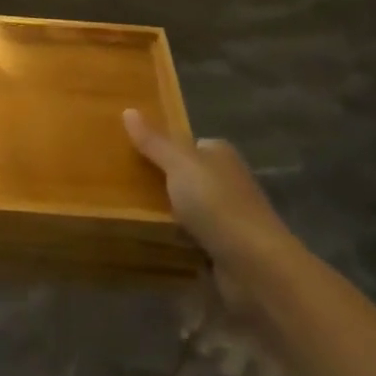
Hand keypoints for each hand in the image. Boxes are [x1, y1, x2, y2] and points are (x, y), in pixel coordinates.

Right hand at [123, 109, 300, 299]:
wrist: (256, 265)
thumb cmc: (217, 205)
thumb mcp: (179, 165)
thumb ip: (154, 142)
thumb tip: (128, 109)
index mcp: (220, 154)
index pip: (186, 144)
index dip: (160, 147)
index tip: (128, 153)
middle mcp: (227, 181)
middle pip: (185, 175)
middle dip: (159, 180)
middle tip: (120, 183)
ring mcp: (227, 216)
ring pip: (186, 207)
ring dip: (164, 212)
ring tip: (125, 211)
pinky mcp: (223, 247)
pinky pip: (190, 237)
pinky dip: (174, 238)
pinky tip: (150, 239)